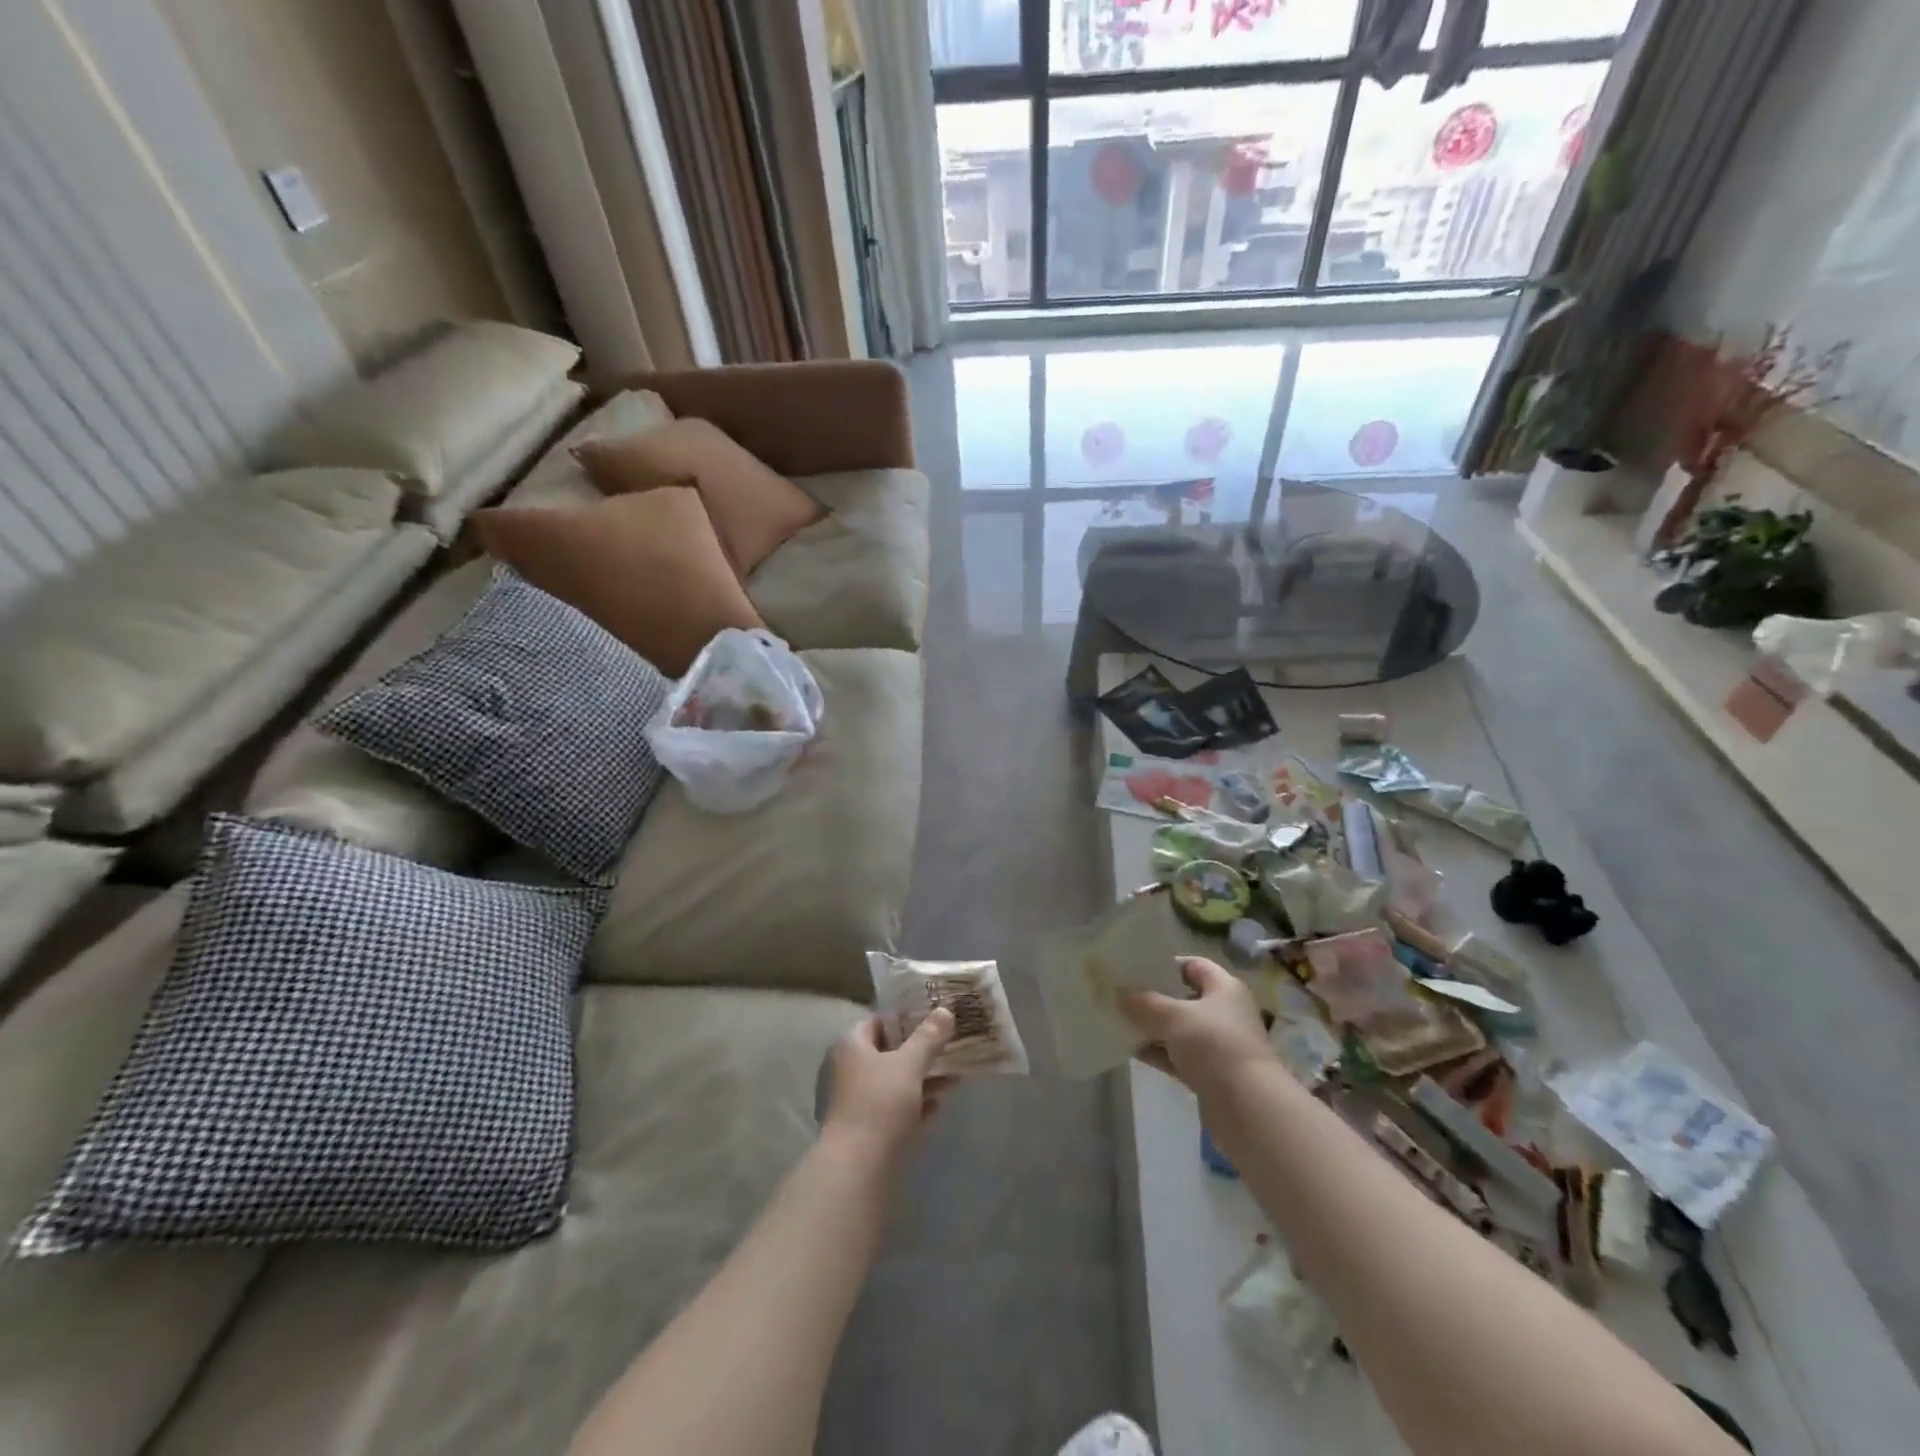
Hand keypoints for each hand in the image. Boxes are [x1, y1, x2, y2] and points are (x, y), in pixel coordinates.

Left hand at [822, 1009, 955, 1161]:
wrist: (858, 1167)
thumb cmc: (880, 1103)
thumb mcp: (909, 1064)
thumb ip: (929, 1037)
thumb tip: (945, 1010)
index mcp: (851, 1045)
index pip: (878, 1021)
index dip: (906, 1018)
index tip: (934, 1019)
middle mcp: (849, 1069)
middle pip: (889, 1052)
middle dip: (920, 1051)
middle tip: (948, 1046)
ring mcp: (856, 1101)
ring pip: (894, 1081)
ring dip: (922, 1078)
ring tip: (954, 1076)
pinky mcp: (867, 1128)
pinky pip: (895, 1107)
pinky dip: (915, 1103)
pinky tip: (940, 1104)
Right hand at [1120, 957, 1273, 1096]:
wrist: (1247, 1106)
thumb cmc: (1214, 1045)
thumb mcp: (1173, 1017)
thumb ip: (1144, 1003)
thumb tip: (1120, 996)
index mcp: (1224, 988)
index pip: (1193, 965)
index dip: (1166, 964)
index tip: (1136, 968)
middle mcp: (1224, 1012)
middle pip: (1184, 998)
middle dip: (1154, 997)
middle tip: (1122, 995)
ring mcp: (1218, 1045)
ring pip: (1179, 1029)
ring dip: (1153, 1027)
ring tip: (1119, 1022)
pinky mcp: (1211, 1074)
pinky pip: (1178, 1056)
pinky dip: (1158, 1053)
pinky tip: (1131, 1051)